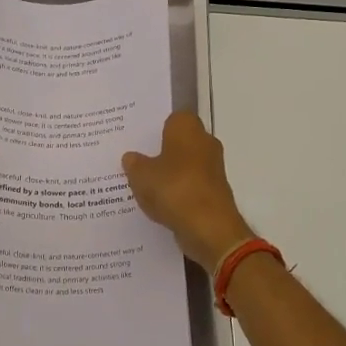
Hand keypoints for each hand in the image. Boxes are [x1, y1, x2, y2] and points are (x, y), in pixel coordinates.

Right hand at [122, 112, 254, 274]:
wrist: (209, 227)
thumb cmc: (174, 189)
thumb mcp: (141, 175)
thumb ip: (134, 164)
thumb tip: (131, 157)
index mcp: (187, 128)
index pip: (172, 118)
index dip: (155, 128)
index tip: (138, 139)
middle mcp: (204, 142)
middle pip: (179, 142)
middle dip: (160, 152)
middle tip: (135, 161)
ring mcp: (212, 169)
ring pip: (184, 166)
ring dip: (168, 175)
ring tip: (142, 185)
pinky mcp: (214, 192)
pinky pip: (189, 187)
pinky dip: (177, 194)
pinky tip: (158, 204)